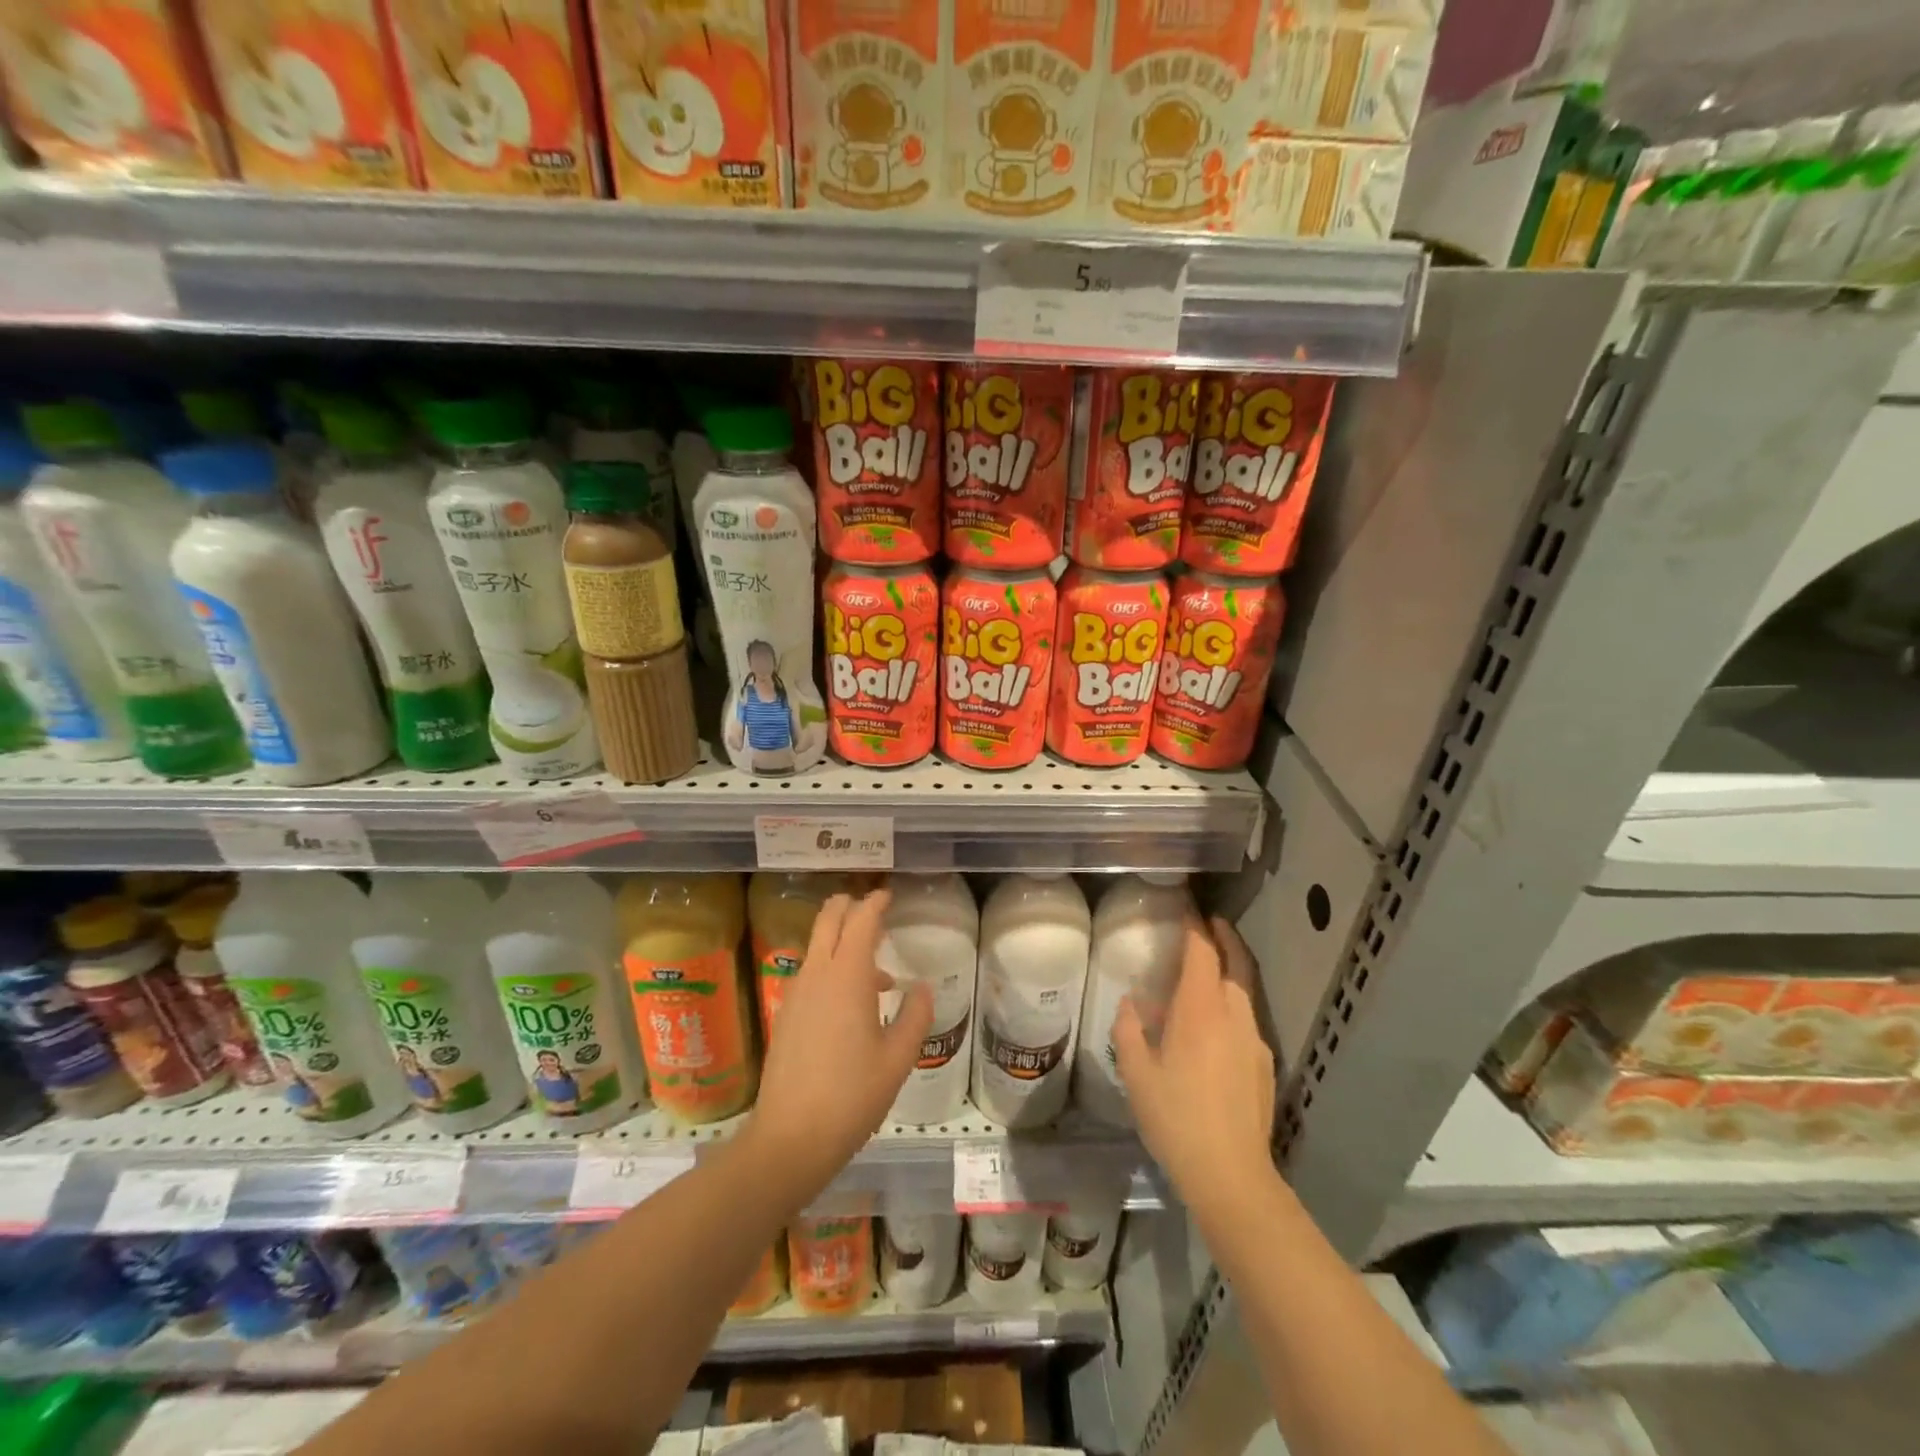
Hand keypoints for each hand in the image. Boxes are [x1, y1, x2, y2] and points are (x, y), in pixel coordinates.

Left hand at [743, 888, 932, 1202]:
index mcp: (847, 977)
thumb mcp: (897, 1058)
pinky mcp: (787, 1014)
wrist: (790, 1138)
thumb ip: (915, 1016)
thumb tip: (922, 988)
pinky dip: (832, 967)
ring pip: (817, 946)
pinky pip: (811, 973)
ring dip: (842, 941)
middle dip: (848, 906)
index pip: (860, 921)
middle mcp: (817, 975)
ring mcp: (796, 993)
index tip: (888, 895)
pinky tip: (853, 1003)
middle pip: (828, 920)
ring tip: (877, 970)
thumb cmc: (852, 1096)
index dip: (875, 903)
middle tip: (872, 908)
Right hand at [1114, 916, 1276, 1221]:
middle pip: (1235, 962)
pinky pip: (1247, 1019)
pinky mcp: (1264, 1064)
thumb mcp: (1136, 1073)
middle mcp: (1233, 1014)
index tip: (1187, 907)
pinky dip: (1232, 1004)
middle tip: (1209, 922)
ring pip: (1244, 991)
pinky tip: (1214, 1026)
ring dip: (1230, 970)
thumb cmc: (1175, 1118)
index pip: (1202, 951)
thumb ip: (1129, 1030)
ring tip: (1208, 970)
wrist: (1231, 1174)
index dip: (1195, 925)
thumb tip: (1132, 1004)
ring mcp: (1254, 1039)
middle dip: (1224, 937)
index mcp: (1200, 1009)